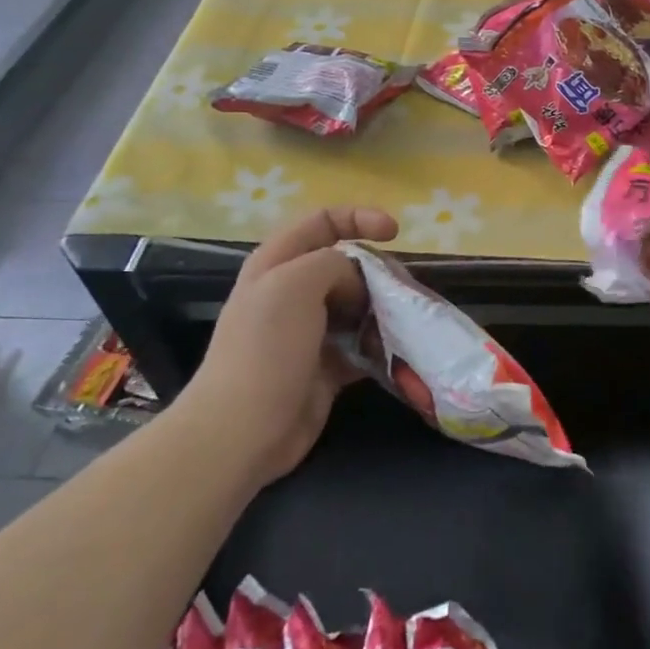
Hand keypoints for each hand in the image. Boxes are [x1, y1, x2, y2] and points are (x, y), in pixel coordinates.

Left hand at [184, 206, 398, 486]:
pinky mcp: (325, 366)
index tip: (396, 233)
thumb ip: (334, 263)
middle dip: (379, 271)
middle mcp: (292, 292)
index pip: (322, 221)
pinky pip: (362, 345)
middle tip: (403, 289)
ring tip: (407, 321)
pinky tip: (398, 352)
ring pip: (358, 305)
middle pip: (346, 265)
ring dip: (384, 310)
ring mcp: (309, 332)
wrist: (242, 431)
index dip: (359, 218)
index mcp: (278, 263)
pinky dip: (381, 346)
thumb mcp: (296, 284)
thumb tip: (357, 282)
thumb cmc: (266, 348)